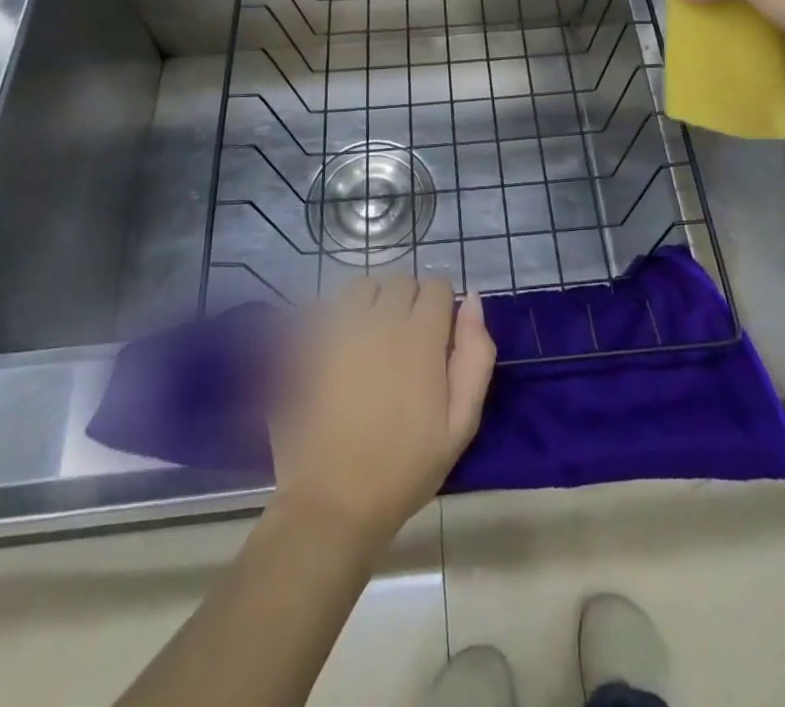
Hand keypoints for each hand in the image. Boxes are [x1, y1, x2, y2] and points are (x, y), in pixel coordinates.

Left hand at [269, 275, 495, 546]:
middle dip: (410, 302)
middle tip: (409, 344)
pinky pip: (328, 308)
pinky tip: (341, 350)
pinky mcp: (310, 344)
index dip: (443, 307)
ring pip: (364, 287)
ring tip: (373, 340)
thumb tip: (473, 300)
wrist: (335, 501)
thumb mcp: (461, 422)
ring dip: (373, 303)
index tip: (439, 337)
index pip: (437, 286)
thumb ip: (475, 355)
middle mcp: (380, 320)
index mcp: (421, 337)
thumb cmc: (406, 466)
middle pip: (401, 282)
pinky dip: (338, 318)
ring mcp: (340, 329)